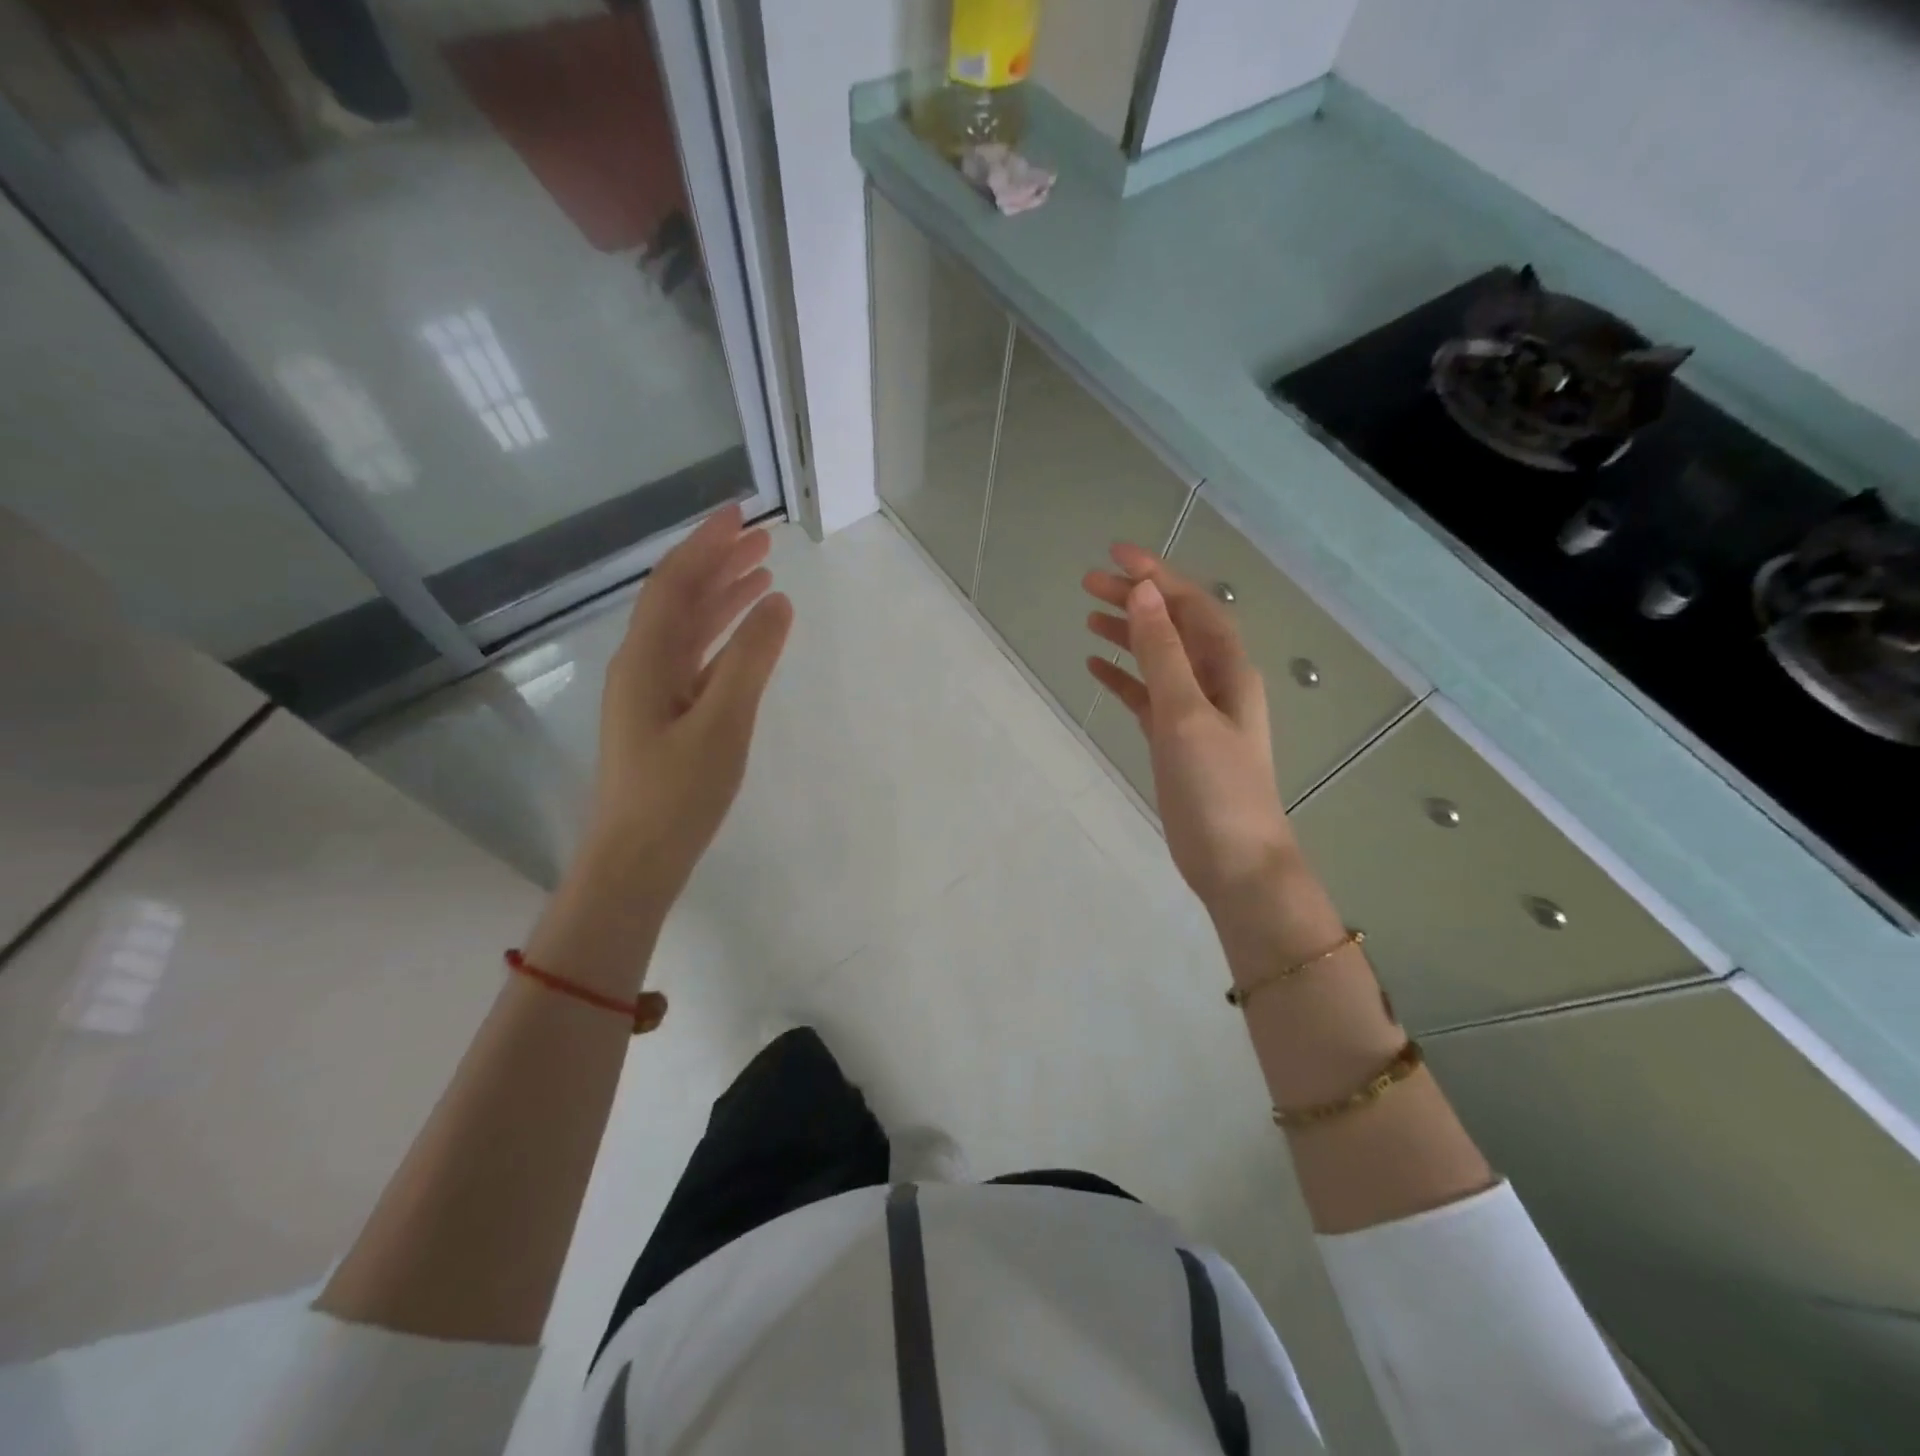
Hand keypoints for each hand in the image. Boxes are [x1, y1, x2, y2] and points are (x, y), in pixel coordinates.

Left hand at [586, 503, 793, 902]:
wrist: (637, 858)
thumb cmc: (677, 793)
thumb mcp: (722, 723)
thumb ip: (751, 660)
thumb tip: (778, 602)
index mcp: (647, 658)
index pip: (676, 582)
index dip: (706, 543)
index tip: (741, 513)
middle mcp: (643, 664)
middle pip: (681, 598)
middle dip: (719, 563)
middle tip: (763, 540)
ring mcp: (652, 691)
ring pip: (689, 628)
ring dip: (723, 597)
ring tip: (763, 575)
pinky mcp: (665, 715)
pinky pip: (696, 658)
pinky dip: (724, 637)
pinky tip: (748, 635)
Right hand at [1083, 544, 1297, 920]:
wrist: (1235, 863)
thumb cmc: (1217, 787)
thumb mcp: (1186, 714)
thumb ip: (1163, 653)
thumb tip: (1144, 593)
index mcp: (1227, 669)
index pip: (1191, 605)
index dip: (1157, 576)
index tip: (1115, 555)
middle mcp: (1214, 683)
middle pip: (1173, 627)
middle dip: (1136, 600)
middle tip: (1088, 583)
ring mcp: (1194, 713)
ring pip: (1158, 659)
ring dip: (1127, 635)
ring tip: (1088, 617)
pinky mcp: (1175, 741)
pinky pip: (1146, 697)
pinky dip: (1123, 678)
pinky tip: (1096, 668)